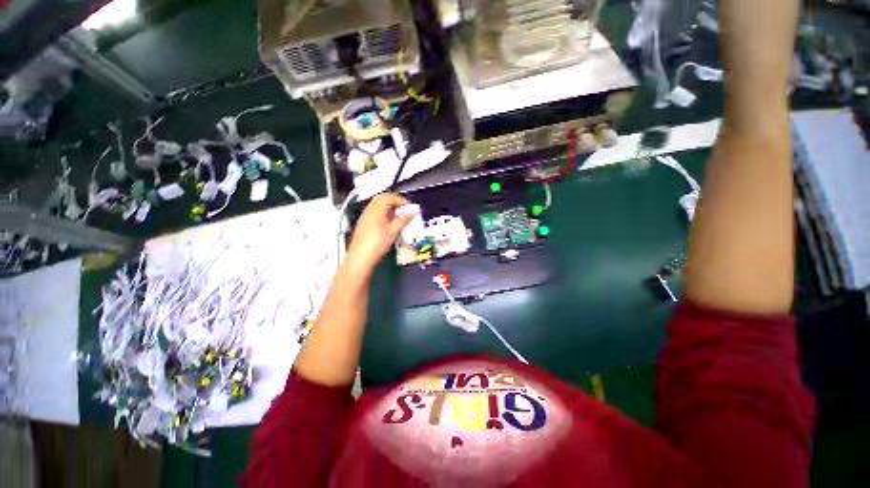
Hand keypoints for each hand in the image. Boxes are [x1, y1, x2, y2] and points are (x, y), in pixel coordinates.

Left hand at [345, 193, 416, 272]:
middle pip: (382, 199)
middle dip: (395, 202)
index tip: (411, 208)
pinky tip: (389, 223)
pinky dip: (384, 213)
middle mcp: (369, 210)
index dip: (402, 200)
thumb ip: (404, 219)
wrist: (360, 258)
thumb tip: (414, 210)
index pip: (390, 197)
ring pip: (378, 205)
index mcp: (376, 209)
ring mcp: (365, 216)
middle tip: (405, 209)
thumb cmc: (378, 243)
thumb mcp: (393, 231)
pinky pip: (375, 212)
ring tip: (399, 216)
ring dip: (389, 207)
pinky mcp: (363, 224)